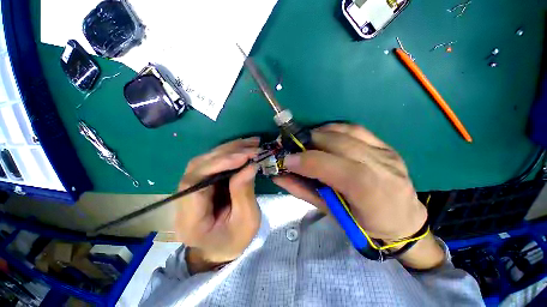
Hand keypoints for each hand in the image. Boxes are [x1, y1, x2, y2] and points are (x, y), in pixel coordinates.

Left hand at [175, 138, 260, 273]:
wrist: (221, 249)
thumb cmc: (235, 240)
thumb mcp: (246, 221)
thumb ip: (244, 192)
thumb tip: (250, 165)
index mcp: (190, 219)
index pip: (195, 182)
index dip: (218, 164)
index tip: (244, 156)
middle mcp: (182, 201)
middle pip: (198, 166)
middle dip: (227, 153)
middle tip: (252, 146)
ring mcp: (189, 190)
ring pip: (204, 161)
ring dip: (228, 150)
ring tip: (250, 144)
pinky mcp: (200, 183)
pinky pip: (212, 163)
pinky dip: (228, 154)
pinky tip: (242, 149)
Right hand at [273, 124, 443, 268]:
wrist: (404, 221)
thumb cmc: (365, 224)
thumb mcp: (332, 213)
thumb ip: (304, 191)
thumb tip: (279, 177)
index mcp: (369, 191)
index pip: (333, 167)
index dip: (306, 160)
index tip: (286, 160)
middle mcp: (381, 166)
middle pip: (339, 143)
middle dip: (309, 142)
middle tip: (293, 147)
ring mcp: (386, 152)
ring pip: (347, 131)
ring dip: (320, 132)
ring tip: (305, 140)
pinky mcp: (386, 145)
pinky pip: (356, 128)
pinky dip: (334, 128)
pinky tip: (324, 134)